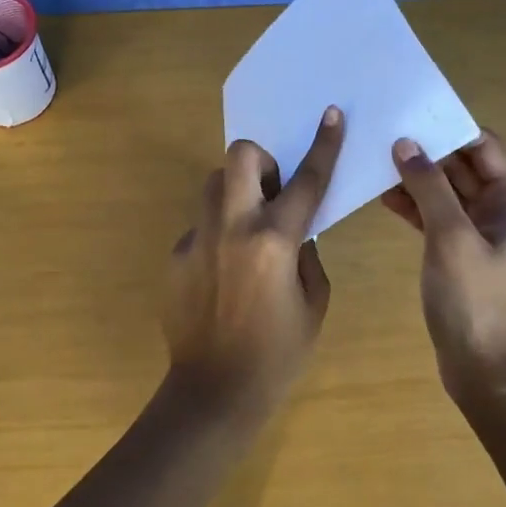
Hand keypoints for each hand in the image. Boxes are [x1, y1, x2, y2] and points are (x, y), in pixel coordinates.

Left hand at [163, 108, 344, 416]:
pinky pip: (201, 226)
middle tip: (273, 193)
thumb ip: (307, 254)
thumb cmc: (278, 353)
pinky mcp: (176, 255)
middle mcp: (232, 228)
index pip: (305, 181)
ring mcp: (197, 239)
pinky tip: (224, 275)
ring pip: (214, 185)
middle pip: (240, 156)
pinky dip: (218, 236)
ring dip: (237, 193)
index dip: (323, 144)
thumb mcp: (314, 302)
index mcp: (274, 241)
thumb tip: (295, 231)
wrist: (214, 391)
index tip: (329, 115)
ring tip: (249, 232)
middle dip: (262, 160)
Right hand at [381, 131, 505, 400]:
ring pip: (447, 191)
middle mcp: (505, 209)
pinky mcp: (462, 251)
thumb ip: (429, 187)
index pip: (484, 146)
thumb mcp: (451, 238)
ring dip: (417, 179)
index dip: (448, 129)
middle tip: (382, 134)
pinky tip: (383, 196)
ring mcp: (483, 231)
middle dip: (427, 152)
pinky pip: (438, 216)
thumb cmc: (475, 301)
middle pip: (464, 166)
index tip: (409, 115)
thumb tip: (405, 143)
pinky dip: (415, 206)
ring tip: (375, 162)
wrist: (484, 369)